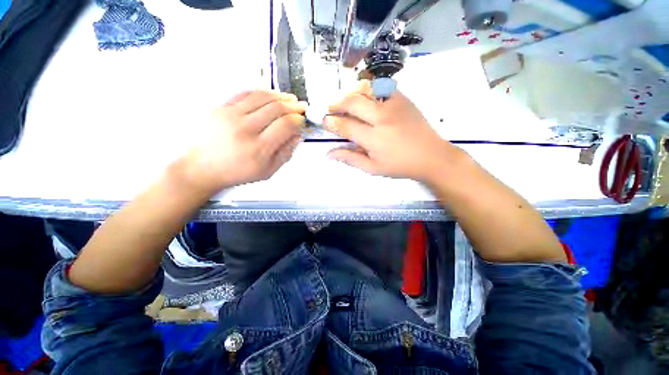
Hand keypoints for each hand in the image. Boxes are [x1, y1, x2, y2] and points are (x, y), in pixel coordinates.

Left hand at [179, 90, 305, 193]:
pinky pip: (244, 93)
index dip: (298, 120)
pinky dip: (261, 92)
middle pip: (276, 108)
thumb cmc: (236, 172)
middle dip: (293, 106)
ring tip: (290, 98)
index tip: (302, 120)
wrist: (201, 167)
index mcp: (259, 148)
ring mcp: (230, 115)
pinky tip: (270, 94)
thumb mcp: (267, 171)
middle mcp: (245, 129)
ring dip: (280, 96)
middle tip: (301, 106)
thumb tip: (297, 136)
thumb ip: (286, 153)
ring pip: (262, 97)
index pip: (285, 125)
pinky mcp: (219, 108)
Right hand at [324, 81, 463, 183]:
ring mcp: (394, 105)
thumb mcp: (373, 168)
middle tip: (330, 109)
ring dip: (351, 93)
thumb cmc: (400, 166)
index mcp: (373, 138)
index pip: (345, 125)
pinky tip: (366, 99)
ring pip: (365, 89)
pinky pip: (381, 86)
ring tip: (346, 103)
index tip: (324, 121)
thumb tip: (329, 153)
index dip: (331, 122)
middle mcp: (382, 118)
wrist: (431, 156)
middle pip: (352, 102)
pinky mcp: (403, 99)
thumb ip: (350, 159)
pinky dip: (369, 89)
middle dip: (336, 103)